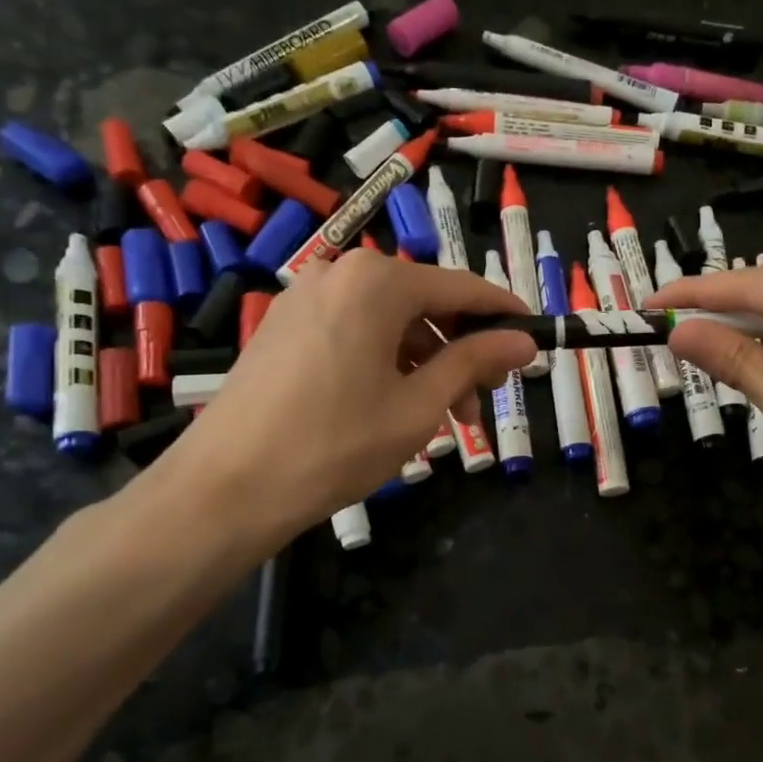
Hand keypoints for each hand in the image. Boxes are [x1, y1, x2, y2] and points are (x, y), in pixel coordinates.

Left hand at [162, 249, 534, 536]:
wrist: (227, 488)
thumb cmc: (336, 443)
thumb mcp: (419, 405)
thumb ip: (474, 362)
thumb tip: (525, 341)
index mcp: (376, 281)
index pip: (460, 287)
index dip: (502, 314)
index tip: (535, 338)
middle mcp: (339, 274)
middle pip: (422, 304)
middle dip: (460, 352)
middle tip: (483, 403)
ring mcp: (304, 299)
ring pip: (388, 323)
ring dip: (424, 364)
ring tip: (441, 420)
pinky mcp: (282, 329)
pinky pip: (353, 334)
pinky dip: (385, 363)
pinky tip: (394, 408)